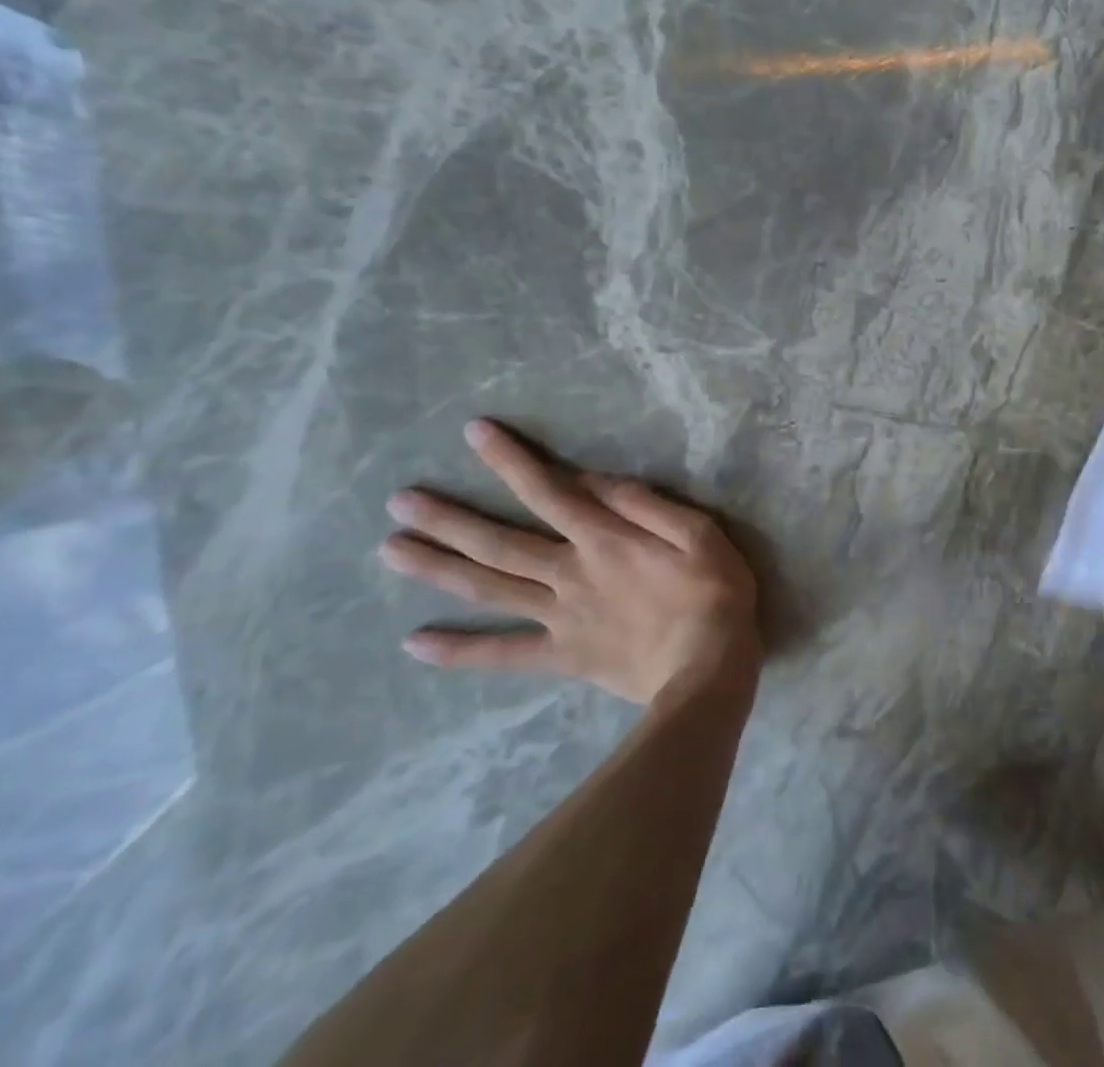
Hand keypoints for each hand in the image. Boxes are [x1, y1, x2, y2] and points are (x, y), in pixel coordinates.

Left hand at [379, 419, 759, 701]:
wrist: (709, 669)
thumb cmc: (713, 593)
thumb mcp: (700, 533)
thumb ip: (647, 504)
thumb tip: (598, 480)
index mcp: (605, 540)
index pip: (548, 491)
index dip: (510, 460)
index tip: (474, 434)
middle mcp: (570, 573)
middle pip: (499, 543)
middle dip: (448, 519)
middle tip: (399, 502)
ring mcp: (560, 617)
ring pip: (490, 589)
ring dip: (438, 569)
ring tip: (390, 550)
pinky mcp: (562, 655)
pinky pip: (503, 653)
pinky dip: (459, 650)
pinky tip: (415, 643)